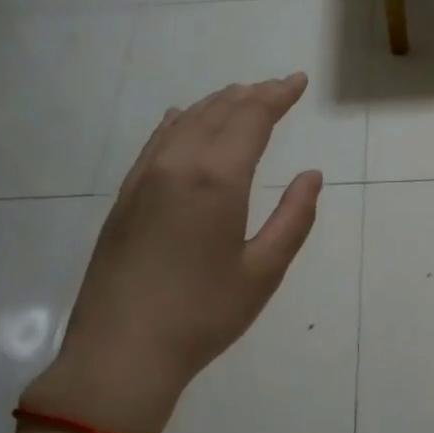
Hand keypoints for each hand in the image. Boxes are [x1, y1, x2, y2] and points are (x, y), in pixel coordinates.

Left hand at [24, 74, 321, 432]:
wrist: (121, 352)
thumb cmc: (203, 315)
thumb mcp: (263, 271)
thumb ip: (293, 218)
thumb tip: (312, 176)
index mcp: (216, 180)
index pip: (251, 119)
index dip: (277, 96)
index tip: (298, 81)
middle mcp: (176, 166)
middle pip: (217, 113)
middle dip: (251, 95)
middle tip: (278, 87)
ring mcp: (143, 180)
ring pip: (183, 123)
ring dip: (216, 105)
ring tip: (239, 96)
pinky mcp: (124, 199)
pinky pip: (155, 142)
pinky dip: (178, 123)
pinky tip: (181, 120)